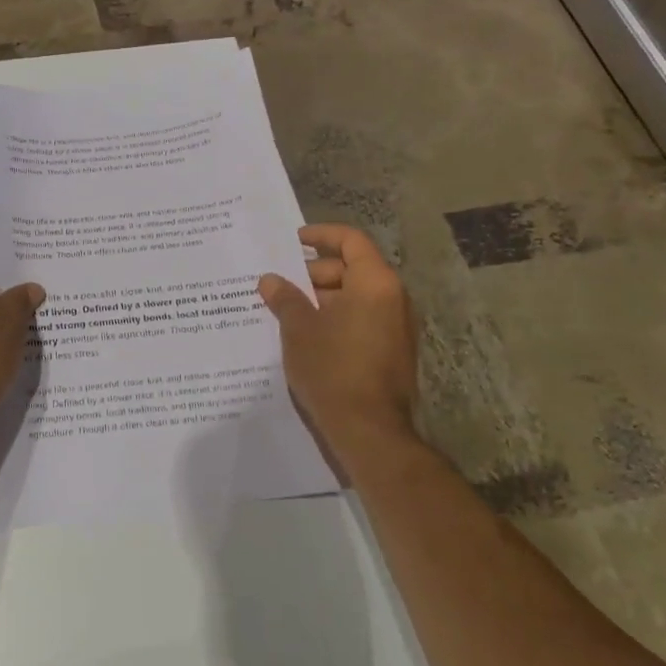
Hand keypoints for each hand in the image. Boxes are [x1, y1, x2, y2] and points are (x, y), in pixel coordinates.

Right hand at [258, 224, 418, 460]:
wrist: (369, 430)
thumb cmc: (332, 368)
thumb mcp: (299, 329)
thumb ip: (285, 298)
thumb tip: (270, 280)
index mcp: (375, 284)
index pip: (351, 241)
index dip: (321, 235)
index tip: (293, 240)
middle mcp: (392, 299)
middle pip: (351, 269)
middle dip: (313, 272)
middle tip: (279, 283)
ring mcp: (394, 328)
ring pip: (354, 298)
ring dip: (320, 298)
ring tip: (284, 309)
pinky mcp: (390, 352)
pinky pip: (359, 321)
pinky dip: (333, 319)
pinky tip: (303, 334)